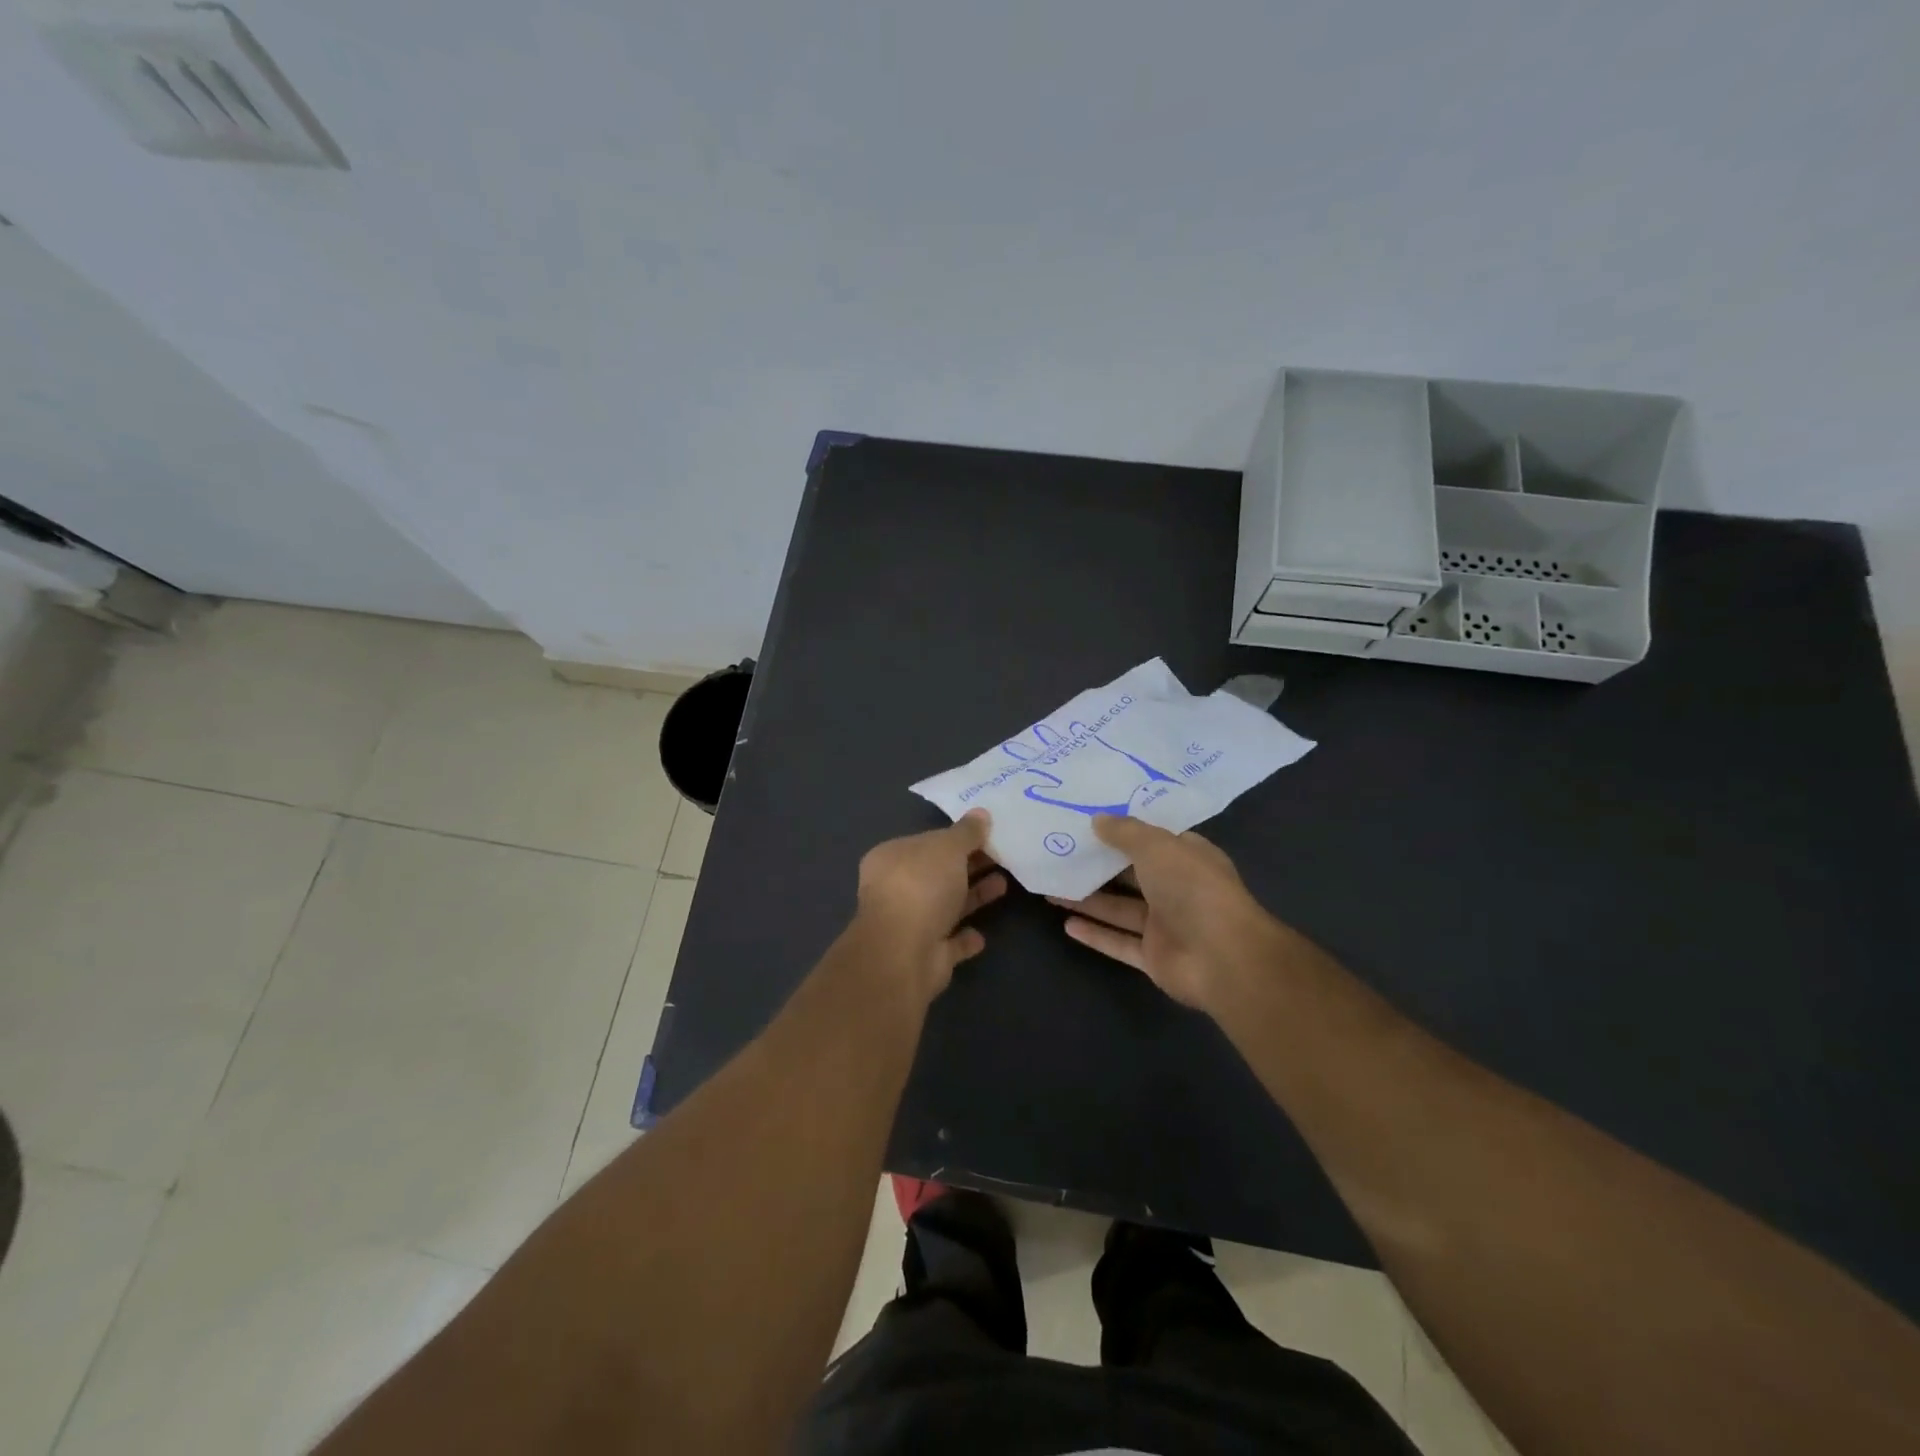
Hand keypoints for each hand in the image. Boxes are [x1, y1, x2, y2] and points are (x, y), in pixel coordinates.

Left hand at [854, 811, 1007, 1002]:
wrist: (905, 953)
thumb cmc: (922, 887)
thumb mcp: (948, 848)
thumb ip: (966, 832)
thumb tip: (981, 813)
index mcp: (891, 858)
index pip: (927, 842)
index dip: (956, 837)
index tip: (987, 834)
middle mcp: (896, 890)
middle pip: (938, 873)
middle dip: (969, 865)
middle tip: (1003, 856)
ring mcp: (909, 925)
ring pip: (946, 906)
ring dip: (973, 896)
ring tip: (1004, 884)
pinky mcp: (925, 955)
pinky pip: (950, 942)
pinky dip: (965, 938)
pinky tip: (982, 935)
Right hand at [1048, 814, 1284, 1013]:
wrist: (1222, 958)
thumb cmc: (1194, 889)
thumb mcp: (1157, 846)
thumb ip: (1125, 832)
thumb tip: (1097, 820)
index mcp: (1187, 858)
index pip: (1153, 841)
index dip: (1123, 831)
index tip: (1089, 821)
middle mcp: (1177, 890)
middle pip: (1131, 875)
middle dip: (1098, 866)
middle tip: (1059, 853)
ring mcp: (1165, 926)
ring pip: (1120, 909)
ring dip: (1088, 900)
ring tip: (1051, 888)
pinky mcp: (1154, 957)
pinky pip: (1119, 942)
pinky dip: (1094, 934)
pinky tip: (1065, 924)